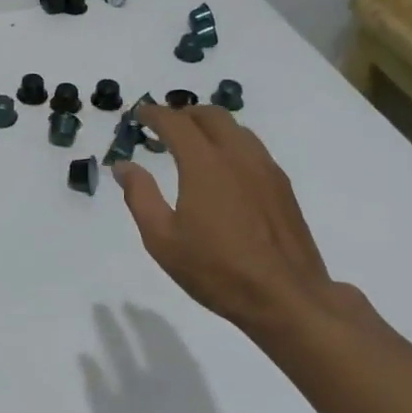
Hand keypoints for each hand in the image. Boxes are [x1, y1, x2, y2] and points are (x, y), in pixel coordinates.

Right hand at [112, 103, 334, 331]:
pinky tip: (225, 169)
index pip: (175, 122)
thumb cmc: (217, 270)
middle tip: (165, 126)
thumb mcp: (163, 240)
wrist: (287, 299)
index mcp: (204, 163)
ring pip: (235, 128)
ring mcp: (265, 168)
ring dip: (210, 125)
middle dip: (183, 113)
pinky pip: (252, 147)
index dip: (154, 113)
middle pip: (209, 115)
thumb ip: (140, 196)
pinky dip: (231, 143)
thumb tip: (124, 166)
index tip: (140, 114)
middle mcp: (237, 155)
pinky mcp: (282, 186)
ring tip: (194, 143)